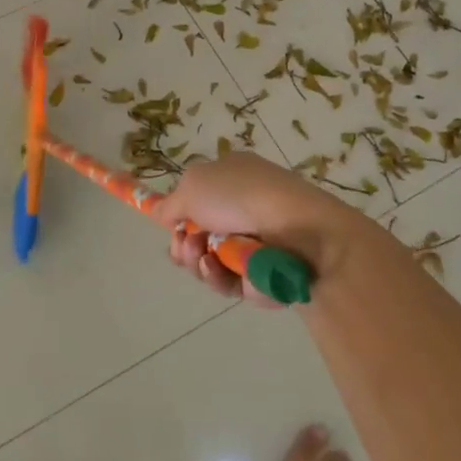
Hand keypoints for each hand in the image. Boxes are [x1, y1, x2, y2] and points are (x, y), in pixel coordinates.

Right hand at [149, 152, 366, 305]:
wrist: (300, 230)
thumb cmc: (242, 196)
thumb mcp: (192, 186)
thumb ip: (170, 204)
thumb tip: (159, 213)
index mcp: (231, 177)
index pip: (197, 200)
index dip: (180, 217)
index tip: (172, 229)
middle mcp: (244, 208)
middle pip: (200, 236)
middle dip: (185, 245)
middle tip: (188, 247)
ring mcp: (256, 243)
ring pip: (212, 263)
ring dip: (200, 263)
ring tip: (205, 259)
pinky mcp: (265, 274)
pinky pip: (232, 283)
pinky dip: (221, 278)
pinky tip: (221, 271)